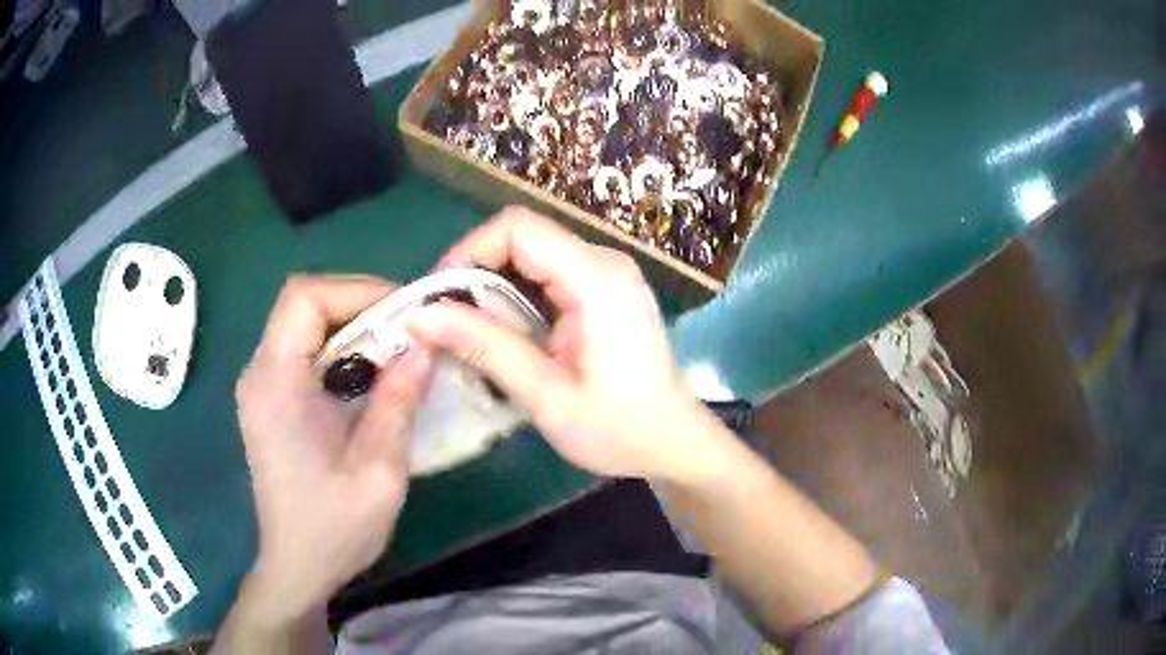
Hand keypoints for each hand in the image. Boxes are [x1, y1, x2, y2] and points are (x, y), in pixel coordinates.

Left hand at [234, 275, 432, 620]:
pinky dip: (338, 348)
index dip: (356, 289)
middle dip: (357, 303)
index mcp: (277, 385)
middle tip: (406, 328)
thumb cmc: (335, 526)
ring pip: (302, 324)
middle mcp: (260, 374)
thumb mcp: (379, 469)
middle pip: (302, 305)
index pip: (304, 299)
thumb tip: (422, 346)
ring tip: (394, 347)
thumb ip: (398, 401)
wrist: (297, 566)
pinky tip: (367, 376)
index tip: (404, 311)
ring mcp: (260, 386)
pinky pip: (301, 351)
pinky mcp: (269, 400)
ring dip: (349, 325)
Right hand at [407, 207, 719, 481]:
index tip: (440, 297)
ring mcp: (607, 273)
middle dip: (475, 270)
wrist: (673, 442)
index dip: (469, 250)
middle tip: (446, 320)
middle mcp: (605, 262)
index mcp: (597, 280)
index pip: (519, 228)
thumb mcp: (546, 395)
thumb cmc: (618, 429)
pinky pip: (548, 273)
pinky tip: (504, 332)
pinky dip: (515, 294)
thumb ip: (484, 347)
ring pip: (532, 253)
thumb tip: (418, 315)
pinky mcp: (604, 289)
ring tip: (469, 331)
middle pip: (523, 236)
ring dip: (493, 285)